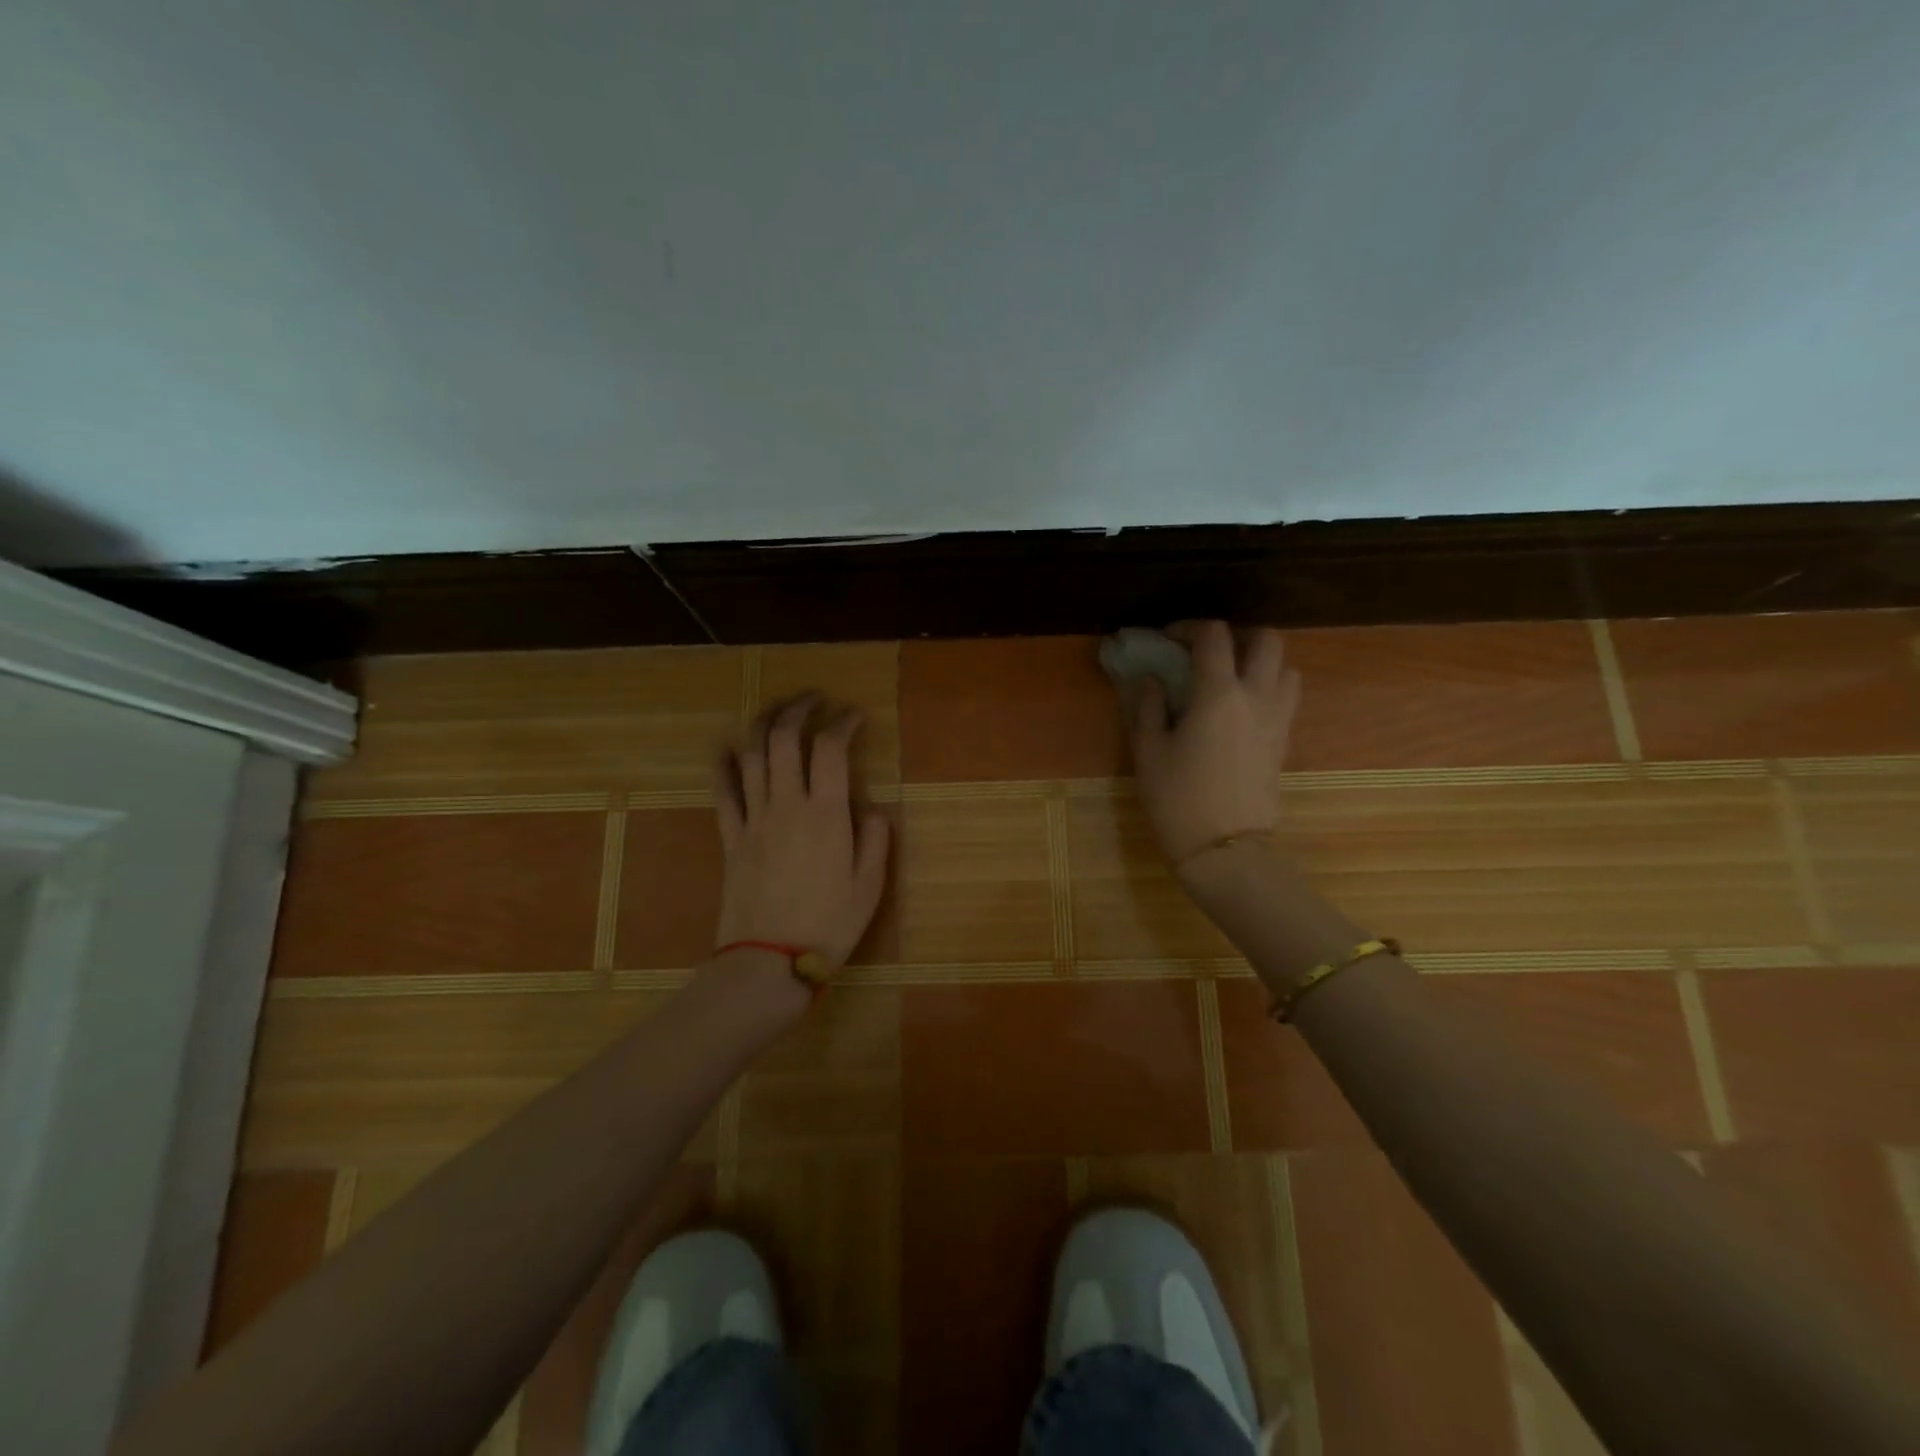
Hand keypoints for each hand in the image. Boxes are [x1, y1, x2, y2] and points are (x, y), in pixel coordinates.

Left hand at [713, 695, 891, 966]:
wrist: (769, 962)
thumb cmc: (828, 925)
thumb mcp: (870, 885)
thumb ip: (876, 839)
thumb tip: (873, 807)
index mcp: (826, 814)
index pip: (831, 748)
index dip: (843, 723)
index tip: (854, 715)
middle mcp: (787, 805)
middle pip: (786, 739)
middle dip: (800, 709)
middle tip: (815, 699)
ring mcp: (754, 819)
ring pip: (753, 756)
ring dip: (764, 724)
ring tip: (778, 710)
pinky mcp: (731, 838)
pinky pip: (723, 792)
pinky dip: (724, 764)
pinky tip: (728, 748)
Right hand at [1121, 621, 1300, 867]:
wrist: (1225, 849)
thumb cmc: (1178, 799)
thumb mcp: (1148, 752)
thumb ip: (1148, 706)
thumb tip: (1152, 680)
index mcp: (1218, 694)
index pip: (1213, 636)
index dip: (1188, 627)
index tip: (1168, 639)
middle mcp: (1257, 696)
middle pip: (1266, 640)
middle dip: (1237, 636)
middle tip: (1209, 652)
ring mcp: (1278, 719)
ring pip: (1286, 667)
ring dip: (1260, 662)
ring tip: (1231, 678)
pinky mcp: (1284, 741)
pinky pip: (1286, 697)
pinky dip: (1268, 688)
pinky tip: (1241, 709)